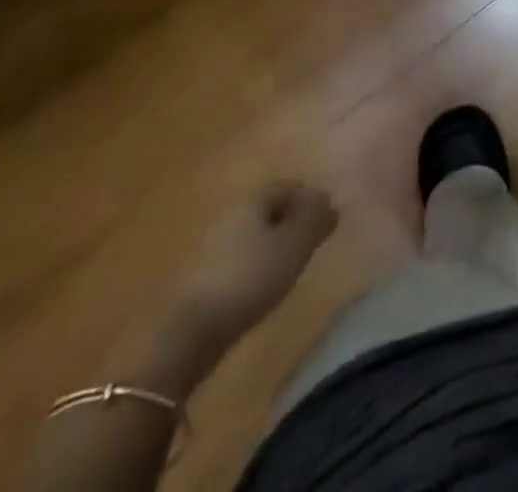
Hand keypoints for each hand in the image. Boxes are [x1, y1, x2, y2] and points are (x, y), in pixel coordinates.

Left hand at [172, 181, 336, 349]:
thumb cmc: (250, 278)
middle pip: (267, 208)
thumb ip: (314, 219)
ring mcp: (211, 245)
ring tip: (291, 263)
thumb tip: (327, 199)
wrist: (190, 331)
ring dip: (272, 241)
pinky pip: (238, 256)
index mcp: (252, 200)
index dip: (309, 198)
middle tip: (312, 239)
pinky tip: (263, 283)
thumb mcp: (294, 246)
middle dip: (291, 219)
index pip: (287, 186)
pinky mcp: (201, 276)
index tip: (326, 217)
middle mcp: (230, 213)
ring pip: (252, 233)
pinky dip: (255, 262)